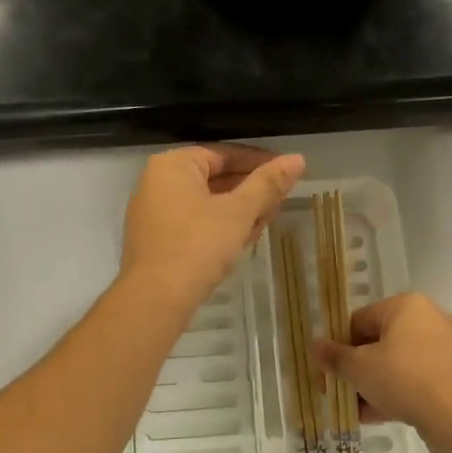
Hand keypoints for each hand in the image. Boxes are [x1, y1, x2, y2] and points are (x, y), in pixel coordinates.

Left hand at [121, 145, 304, 312]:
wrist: (156, 298)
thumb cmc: (199, 245)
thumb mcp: (239, 212)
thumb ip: (268, 184)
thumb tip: (297, 159)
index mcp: (173, 165)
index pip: (224, 154)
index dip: (259, 162)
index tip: (287, 172)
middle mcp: (157, 182)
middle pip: (214, 177)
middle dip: (250, 189)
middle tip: (281, 199)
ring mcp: (154, 212)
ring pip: (205, 202)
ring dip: (238, 210)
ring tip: (268, 220)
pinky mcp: (157, 239)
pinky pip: (193, 221)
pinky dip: (218, 225)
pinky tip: (244, 238)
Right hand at [314, 293, 451, 452]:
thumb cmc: (404, 378)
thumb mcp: (360, 368)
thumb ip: (335, 357)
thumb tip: (314, 346)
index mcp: (405, 306)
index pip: (359, 320)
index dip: (338, 346)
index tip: (327, 371)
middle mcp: (427, 319)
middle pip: (378, 343)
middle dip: (355, 369)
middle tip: (337, 391)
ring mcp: (443, 348)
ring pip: (395, 364)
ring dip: (372, 385)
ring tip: (353, 409)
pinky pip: (414, 380)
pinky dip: (394, 393)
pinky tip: (373, 416)